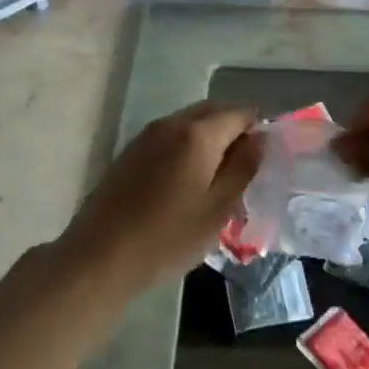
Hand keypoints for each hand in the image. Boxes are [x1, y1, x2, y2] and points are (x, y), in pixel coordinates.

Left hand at [54, 101, 261, 289]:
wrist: (100, 257)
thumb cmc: (168, 237)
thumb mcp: (218, 208)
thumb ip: (243, 168)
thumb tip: (260, 137)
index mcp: (198, 133)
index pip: (240, 112)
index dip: (259, 127)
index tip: (267, 155)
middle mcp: (171, 123)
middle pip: (213, 111)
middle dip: (234, 128)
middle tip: (247, 165)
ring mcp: (146, 135)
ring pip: (189, 123)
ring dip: (210, 137)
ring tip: (219, 176)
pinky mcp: (130, 152)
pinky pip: (170, 137)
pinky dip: (187, 147)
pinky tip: (188, 180)